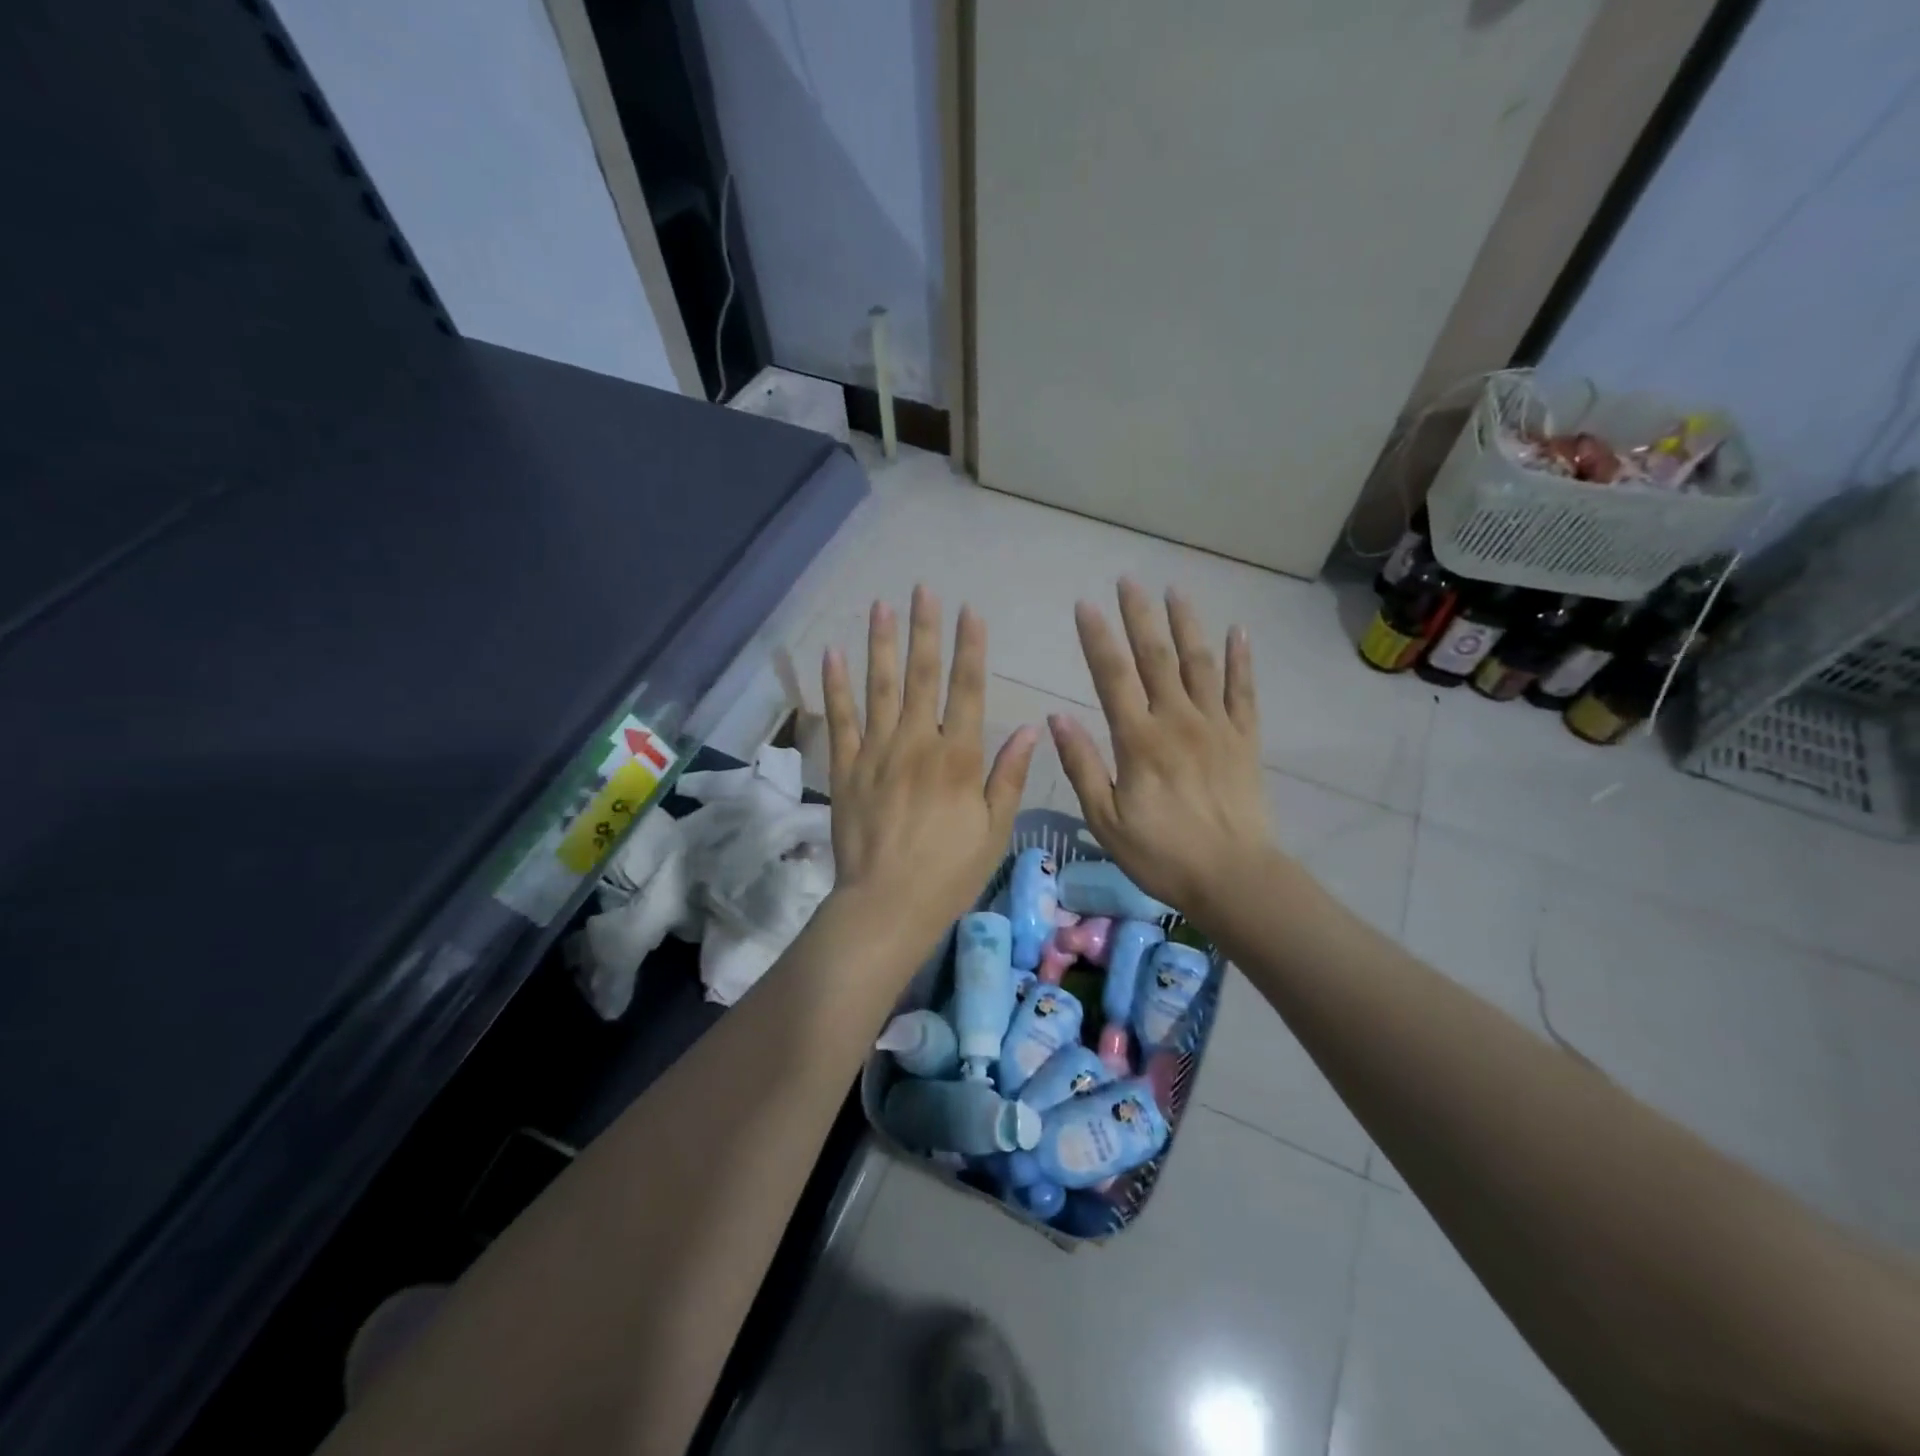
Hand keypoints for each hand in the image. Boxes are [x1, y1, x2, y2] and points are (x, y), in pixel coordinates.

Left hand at [822, 586, 1038, 946]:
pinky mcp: (846, 768)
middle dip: (925, 630)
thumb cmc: (950, 872)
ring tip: (882, 605)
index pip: (968, 690)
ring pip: (880, 687)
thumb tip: (1033, 727)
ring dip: (882, 643)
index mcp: (959, 757)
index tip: (970, 611)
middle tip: (924, 589)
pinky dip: (835, 685)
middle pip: (922, 676)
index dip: (971, 648)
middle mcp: (917, 743)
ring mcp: (877, 752)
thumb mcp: (995, 830)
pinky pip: (840, 719)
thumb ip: (1010, 776)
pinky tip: (833, 654)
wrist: (887, 904)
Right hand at [1050, 580, 1274, 919]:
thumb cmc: (1161, 854)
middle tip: (1128, 580)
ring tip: (1175, 590)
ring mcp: (1216, 725)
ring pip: (1200, 663)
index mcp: (1139, 740)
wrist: (1233, 877)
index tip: (1084, 605)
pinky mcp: (1245, 738)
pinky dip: (1241, 659)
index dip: (1096, 638)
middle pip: (1156, 657)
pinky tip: (1238, 631)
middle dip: (1140, 616)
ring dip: (1186, 624)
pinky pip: (1243, 690)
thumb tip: (1056, 717)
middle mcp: (1177, 720)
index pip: (1112, 676)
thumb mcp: (1106, 819)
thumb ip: (1081, 766)